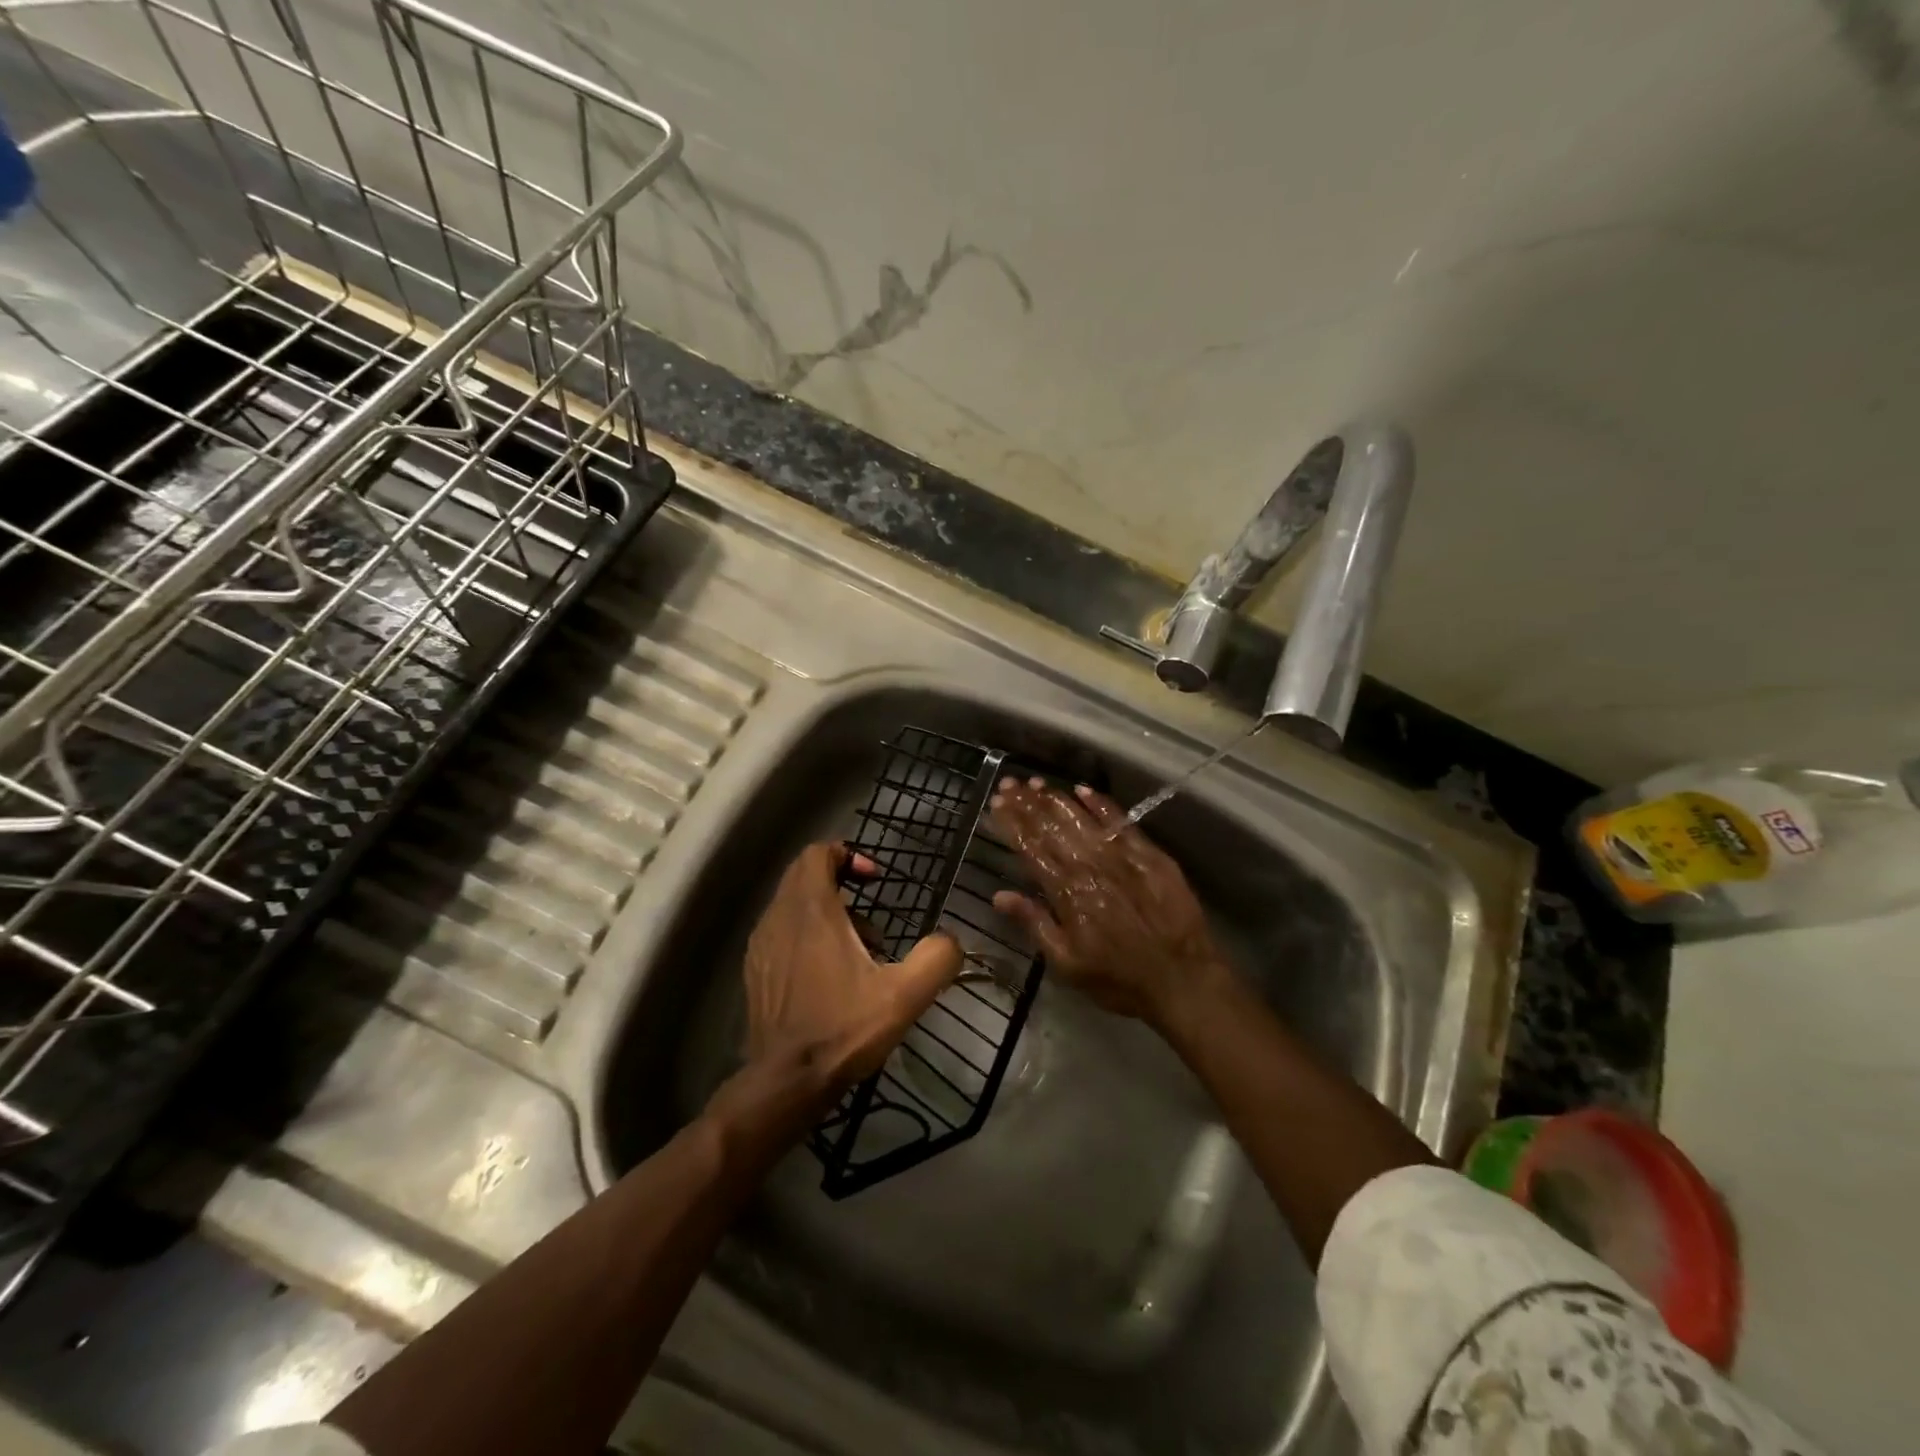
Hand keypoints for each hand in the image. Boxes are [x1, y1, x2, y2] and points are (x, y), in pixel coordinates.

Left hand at [739, 841, 963, 1103]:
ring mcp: (761, 946)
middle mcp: (779, 918)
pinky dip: (806, 937)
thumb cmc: (843, 1029)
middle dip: (840, 884)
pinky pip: (782, 934)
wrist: (786, 1081)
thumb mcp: (904, 995)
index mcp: (811, 910)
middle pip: (803, 875)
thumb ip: (937, 958)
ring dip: (826, 915)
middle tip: (871, 920)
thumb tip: (951, 940)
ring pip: (793, 906)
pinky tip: (830, 977)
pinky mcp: (756, 972)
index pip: (817, 853)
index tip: (875, 880)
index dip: (848, 855)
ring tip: (858, 954)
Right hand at [989, 778, 1231, 1030]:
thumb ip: (1034, 924)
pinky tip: (1083, 789)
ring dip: (1056, 799)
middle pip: (1052, 827)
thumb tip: (999, 895)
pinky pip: (1120, 822)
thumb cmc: (1118, 979)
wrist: (1183, 980)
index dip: (1012, 823)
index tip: (997, 801)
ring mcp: (1121, 857)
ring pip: (1081, 819)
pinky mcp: (1149, 855)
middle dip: (1027, 804)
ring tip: (1036, 783)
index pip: (1031, 848)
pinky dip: (1101, 804)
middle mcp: (1089, 867)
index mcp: (1066, 892)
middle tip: (1010, 783)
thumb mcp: (1067, 964)